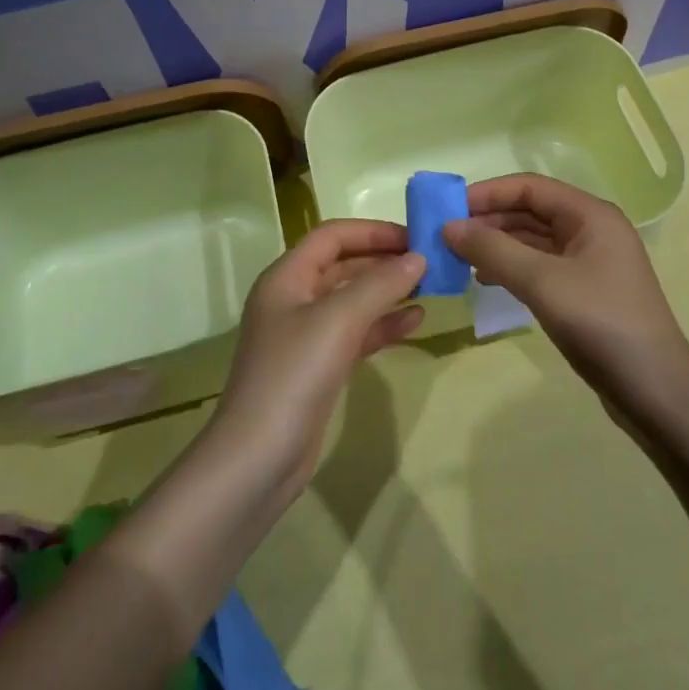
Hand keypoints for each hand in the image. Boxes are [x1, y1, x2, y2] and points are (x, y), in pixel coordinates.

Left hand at [211, 220, 424, 492]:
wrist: (258, 458)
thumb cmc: (294, 374)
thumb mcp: (339, 320)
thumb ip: (380, 284)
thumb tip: (418, 257)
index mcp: (286, 276)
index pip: (332, 236)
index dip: (372, 231)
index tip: (414, 236)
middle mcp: (293, 298)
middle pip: (343, 265)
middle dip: (383, 260)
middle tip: (428, 261)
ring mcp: (305, 335)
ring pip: (352, 299)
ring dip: (387, 291)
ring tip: (429, 287)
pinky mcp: (318, 367)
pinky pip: (355, 332)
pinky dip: (383, 325)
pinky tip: (415, 321)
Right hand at [444, 174, 688, 419]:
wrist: (657, 395)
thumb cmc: (602, 324)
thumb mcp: (542, 282)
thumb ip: (493, 250)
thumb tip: (448, 227)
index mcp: (590, 215)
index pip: (529, 187)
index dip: (488, 193)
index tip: (449, 208)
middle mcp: (592, 230)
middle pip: (531, 211)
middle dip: (489, 220)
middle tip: (447, 236)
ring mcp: (590, 263)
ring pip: (533, 240)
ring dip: (497, 244)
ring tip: (458, 257)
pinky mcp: (586, 292)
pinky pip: (541, 266)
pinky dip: (511, 268)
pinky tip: (485, 280)